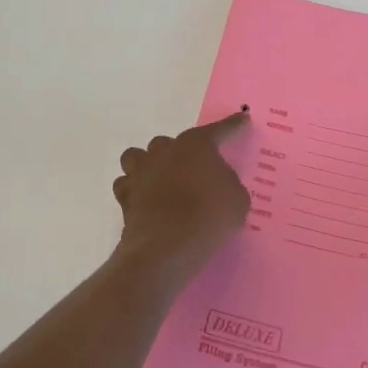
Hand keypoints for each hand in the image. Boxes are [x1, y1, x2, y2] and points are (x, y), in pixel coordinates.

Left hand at [112, 113, 252, 285]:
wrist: (167, 247)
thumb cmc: (209, 217)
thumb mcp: (237, 199)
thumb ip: (227, 183)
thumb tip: (216, 182)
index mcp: (196, 145)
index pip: (218, 130)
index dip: (232, 125)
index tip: (242, 120)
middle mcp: (165, 151)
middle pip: (171, 143)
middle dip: (182, 153)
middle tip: (194, 173)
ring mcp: (140, 172)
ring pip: (138, 156)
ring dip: (149, 165)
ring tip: (161, 181)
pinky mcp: (125, 196)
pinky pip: (126, 184)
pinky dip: (135, 189)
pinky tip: (145, 200)